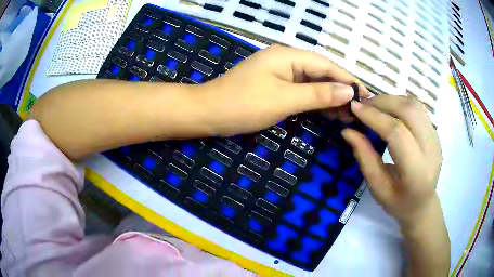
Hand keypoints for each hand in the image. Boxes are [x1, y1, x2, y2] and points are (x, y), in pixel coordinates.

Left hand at [194, 45, 369, 135]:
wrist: (208, 112)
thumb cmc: (243, 104)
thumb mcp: (285, 99)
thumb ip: (318, 94)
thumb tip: (349, 91)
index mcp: (289, 56)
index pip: (327, 65)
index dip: (348, 80)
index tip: (366, 96)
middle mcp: (286, 59)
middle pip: (321, 72)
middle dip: (340, 90)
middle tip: (358, 110)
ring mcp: (279, 72)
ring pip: (312, 82)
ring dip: (329, 96)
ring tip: (347, 114)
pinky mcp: (274, 84)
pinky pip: (300, 90)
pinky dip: (314, 100)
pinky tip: (327, 111)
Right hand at [342, 96, 441, 226]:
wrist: (423, 205)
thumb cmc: (398, 203)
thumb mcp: (378, 188)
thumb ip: (365, 158)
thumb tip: (348, 131)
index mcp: (416, 172)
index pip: (397, 133)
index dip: (375, 117)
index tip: (355, 108)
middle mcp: (431, 151)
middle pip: (409, 111)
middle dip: (383, 102)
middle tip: (363, 105)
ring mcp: (436, 139)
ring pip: (414, 105)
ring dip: (392, 100)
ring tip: (375, 106)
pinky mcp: (435, 133)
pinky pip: (418, 109)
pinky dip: (400, 103)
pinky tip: (389, 111)